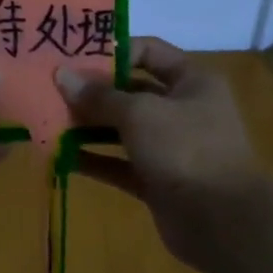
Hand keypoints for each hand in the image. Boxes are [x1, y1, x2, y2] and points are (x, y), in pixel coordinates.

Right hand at [54, 38, 263, 268]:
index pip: (149, 51)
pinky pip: (120, 164)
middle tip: (51, 91)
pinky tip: (61, 157)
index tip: (73, 57)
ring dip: (88, 127)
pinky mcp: (157, 181)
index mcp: (191, 81)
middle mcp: (182, 109)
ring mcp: (170, 148)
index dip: (113, 51)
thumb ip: (99, 96)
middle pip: (131, 92)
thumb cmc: (186, 149)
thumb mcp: (140, 113)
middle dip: (92, 93)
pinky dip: (94, 160)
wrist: (223, 221)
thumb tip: (62, 75)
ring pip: (123, 130)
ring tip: (49, 122)